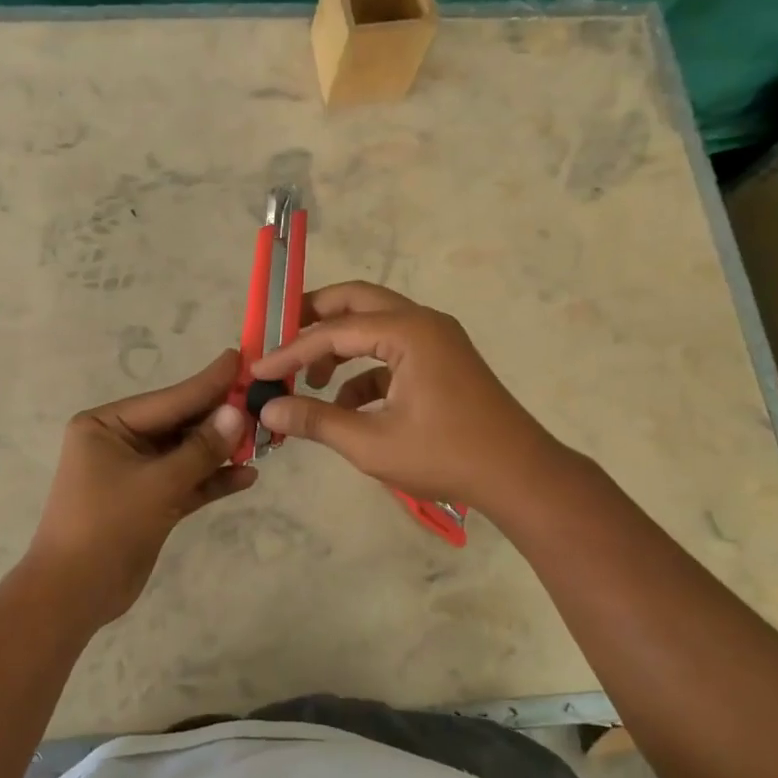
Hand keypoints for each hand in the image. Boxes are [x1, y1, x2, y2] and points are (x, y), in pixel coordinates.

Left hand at [25, 349, 255, 628]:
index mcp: (107, 424)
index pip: (168, 399)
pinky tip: (247, 476)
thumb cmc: (106, 526)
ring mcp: (136, 473)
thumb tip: (237, 413)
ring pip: (186, 454)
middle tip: (265, 402)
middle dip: (220, 419)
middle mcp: (120, 441)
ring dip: (221, 451)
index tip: (242, 358)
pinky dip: (212, 480)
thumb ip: (200, 449)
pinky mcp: (149, 502)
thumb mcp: (157, 484)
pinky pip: (186, 482)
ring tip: (265, 439)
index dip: (208, 382)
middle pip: (180, 424)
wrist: (74, 595)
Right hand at [248, 282, 566, 510]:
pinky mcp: (442, 361)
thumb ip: (316, 421)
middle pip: (356, 301)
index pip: (334, 330)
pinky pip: (391, 352)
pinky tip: (345, 407)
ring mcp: (436, 340)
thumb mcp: (372, 443)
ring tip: (308, 382)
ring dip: (339, 346)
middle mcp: (422, 322)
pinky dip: (364, 372)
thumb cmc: (446, 456)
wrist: (519, 475)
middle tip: (279, 338)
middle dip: (314, 319)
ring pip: (374, 325)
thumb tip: (267, 410)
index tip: (258, 370)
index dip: (291, 350)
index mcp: (408, 332)